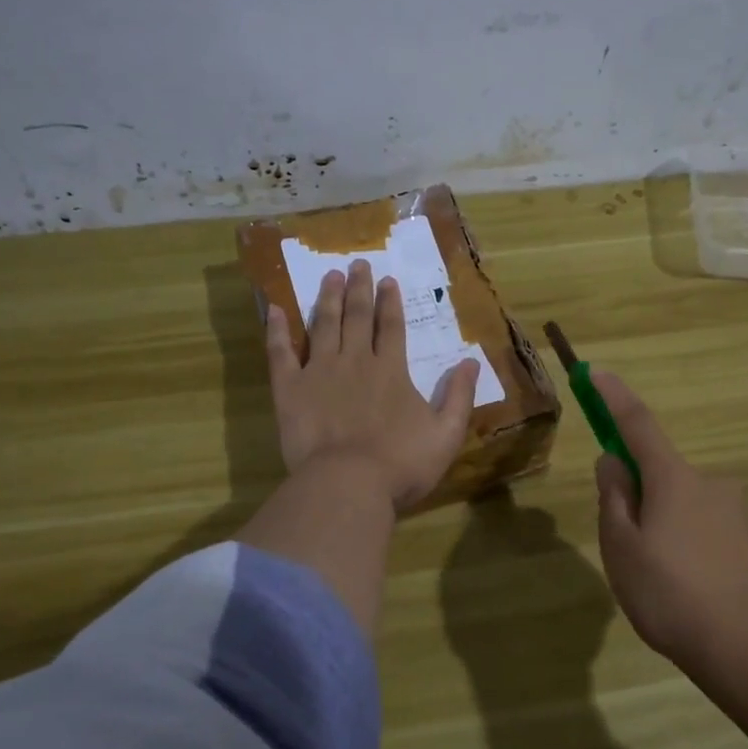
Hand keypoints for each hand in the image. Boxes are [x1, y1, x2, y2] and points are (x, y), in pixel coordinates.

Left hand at [265, 259, 479, 510]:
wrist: (348, 484)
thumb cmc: (401, 464)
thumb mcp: (446, 434)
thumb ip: (460, 396)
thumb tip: (471, 361)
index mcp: (391, 371)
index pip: (392, 327)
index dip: (391, 303)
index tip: (388, 280)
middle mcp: (356, 361)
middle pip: (358, 317)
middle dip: (359, 289)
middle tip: (357, 264)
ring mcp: (319, 371)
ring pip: (324, 325)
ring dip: (328, 298)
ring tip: (329, 275)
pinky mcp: (290, 389)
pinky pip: (281, 352)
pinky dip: (277, 330)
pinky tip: (275, 309)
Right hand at [591, 371, 747, 674]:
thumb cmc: (672, 596)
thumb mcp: (622, 549)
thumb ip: (614, 498)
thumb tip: (613, 462)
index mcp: (673, 479)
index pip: (637, 424)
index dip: (614, 397)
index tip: (597, 373)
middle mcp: (711, 483)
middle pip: (661, 476)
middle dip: (640, 498)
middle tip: (630, 552)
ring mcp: (739, 512)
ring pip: (686, 508)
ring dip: (668, 528)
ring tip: (665, 585)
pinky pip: (712, 531)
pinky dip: (695, 548)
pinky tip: (696, 592)